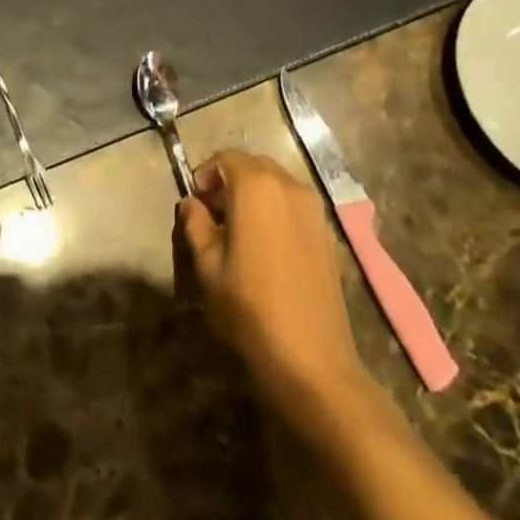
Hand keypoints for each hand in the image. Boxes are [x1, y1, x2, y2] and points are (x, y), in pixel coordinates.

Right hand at [179, 150, 371, 417]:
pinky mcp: (328, 234)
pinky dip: (275, 210)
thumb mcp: (208, 266)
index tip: (196, 204)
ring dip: (254, 195)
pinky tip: (266, 247)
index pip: (226, 158)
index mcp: (256, 187)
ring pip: (276, 184)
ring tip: (238, 232)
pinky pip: (294, 205)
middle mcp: (289, 187)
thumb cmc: (251, 308)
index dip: (206, 175)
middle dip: (230, 182)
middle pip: (253, 166)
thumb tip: (191, 204)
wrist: (313, 361)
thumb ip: (195, 225)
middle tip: (213, 215)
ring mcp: (314, 210)